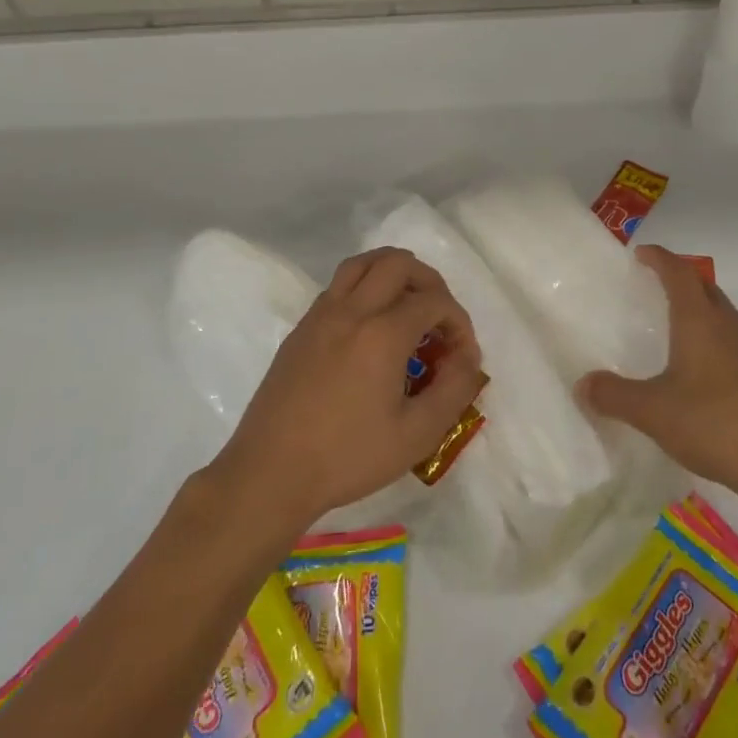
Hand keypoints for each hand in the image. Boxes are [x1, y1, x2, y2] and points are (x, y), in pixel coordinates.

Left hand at [207, 248, 483, 534]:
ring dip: (394, 274)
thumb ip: (454, 389)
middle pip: (398, 263)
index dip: (459, 322)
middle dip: (430, 283)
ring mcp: (321, 315)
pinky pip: (339, 286)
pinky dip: (365, 289)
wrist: (269, 474)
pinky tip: (370, 329)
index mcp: (382, 333)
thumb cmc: (347, 457)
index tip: (462, 357)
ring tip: (408, 308)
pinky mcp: (301, 329)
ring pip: (363, 264)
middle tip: (438, 319)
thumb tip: (468, 359)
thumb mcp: (417, 435)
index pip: (434, 301)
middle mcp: (352, 310)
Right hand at [578, 245, 737, 504]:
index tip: (643, 253)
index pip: (679, 273)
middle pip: (709, 292)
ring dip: (714, 322)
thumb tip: (583, 384)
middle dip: (686, 285)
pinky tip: (732, 384)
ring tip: (696, 343)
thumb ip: (614, 396)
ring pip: (735, 324)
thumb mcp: (652, 413)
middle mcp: (735, 328)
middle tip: (664, 294)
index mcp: (701, 323)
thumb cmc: (713, 426)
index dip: (660, 258)